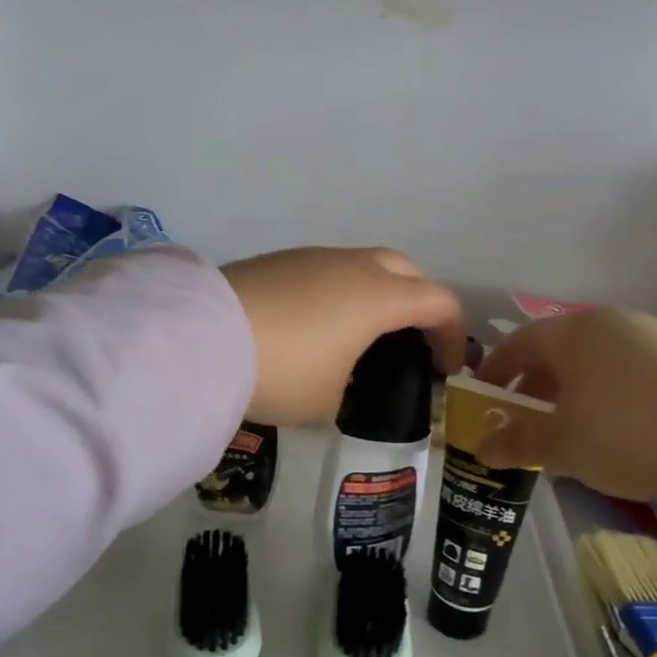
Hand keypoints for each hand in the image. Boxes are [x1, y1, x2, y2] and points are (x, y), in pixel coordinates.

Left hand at [221, 247, 465, 425]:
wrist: (203, 336)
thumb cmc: (282, 372)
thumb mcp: (326, 400)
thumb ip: (349, 386)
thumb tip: (340, 376)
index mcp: (379, 297)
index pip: (438, 302)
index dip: (453, 334)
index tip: (448, 367)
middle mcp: (353, 266)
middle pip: (407, 270)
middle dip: (420, 301)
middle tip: (412, 338)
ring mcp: (314, 257)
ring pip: (364, 264)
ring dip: (377, 292)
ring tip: (361, 333)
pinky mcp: (279, 259)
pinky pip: (328, 269)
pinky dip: (339, 291)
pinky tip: (317, 323)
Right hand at [474, 309, 656, 506]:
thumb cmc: (627, 436)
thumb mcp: (563, 446)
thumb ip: (518, 443)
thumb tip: (481, 448)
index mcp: (572, 333)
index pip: (517, 343)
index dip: (494, 371)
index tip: (481, 398)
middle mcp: (608, 322)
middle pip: (555, 349)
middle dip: (532, 384)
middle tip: (520, 418)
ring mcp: (649, 335)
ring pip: (591, 359)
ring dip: (568, 389)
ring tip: (565, 426)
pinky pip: (623, 368)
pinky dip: (603, 390)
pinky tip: (609, 424)